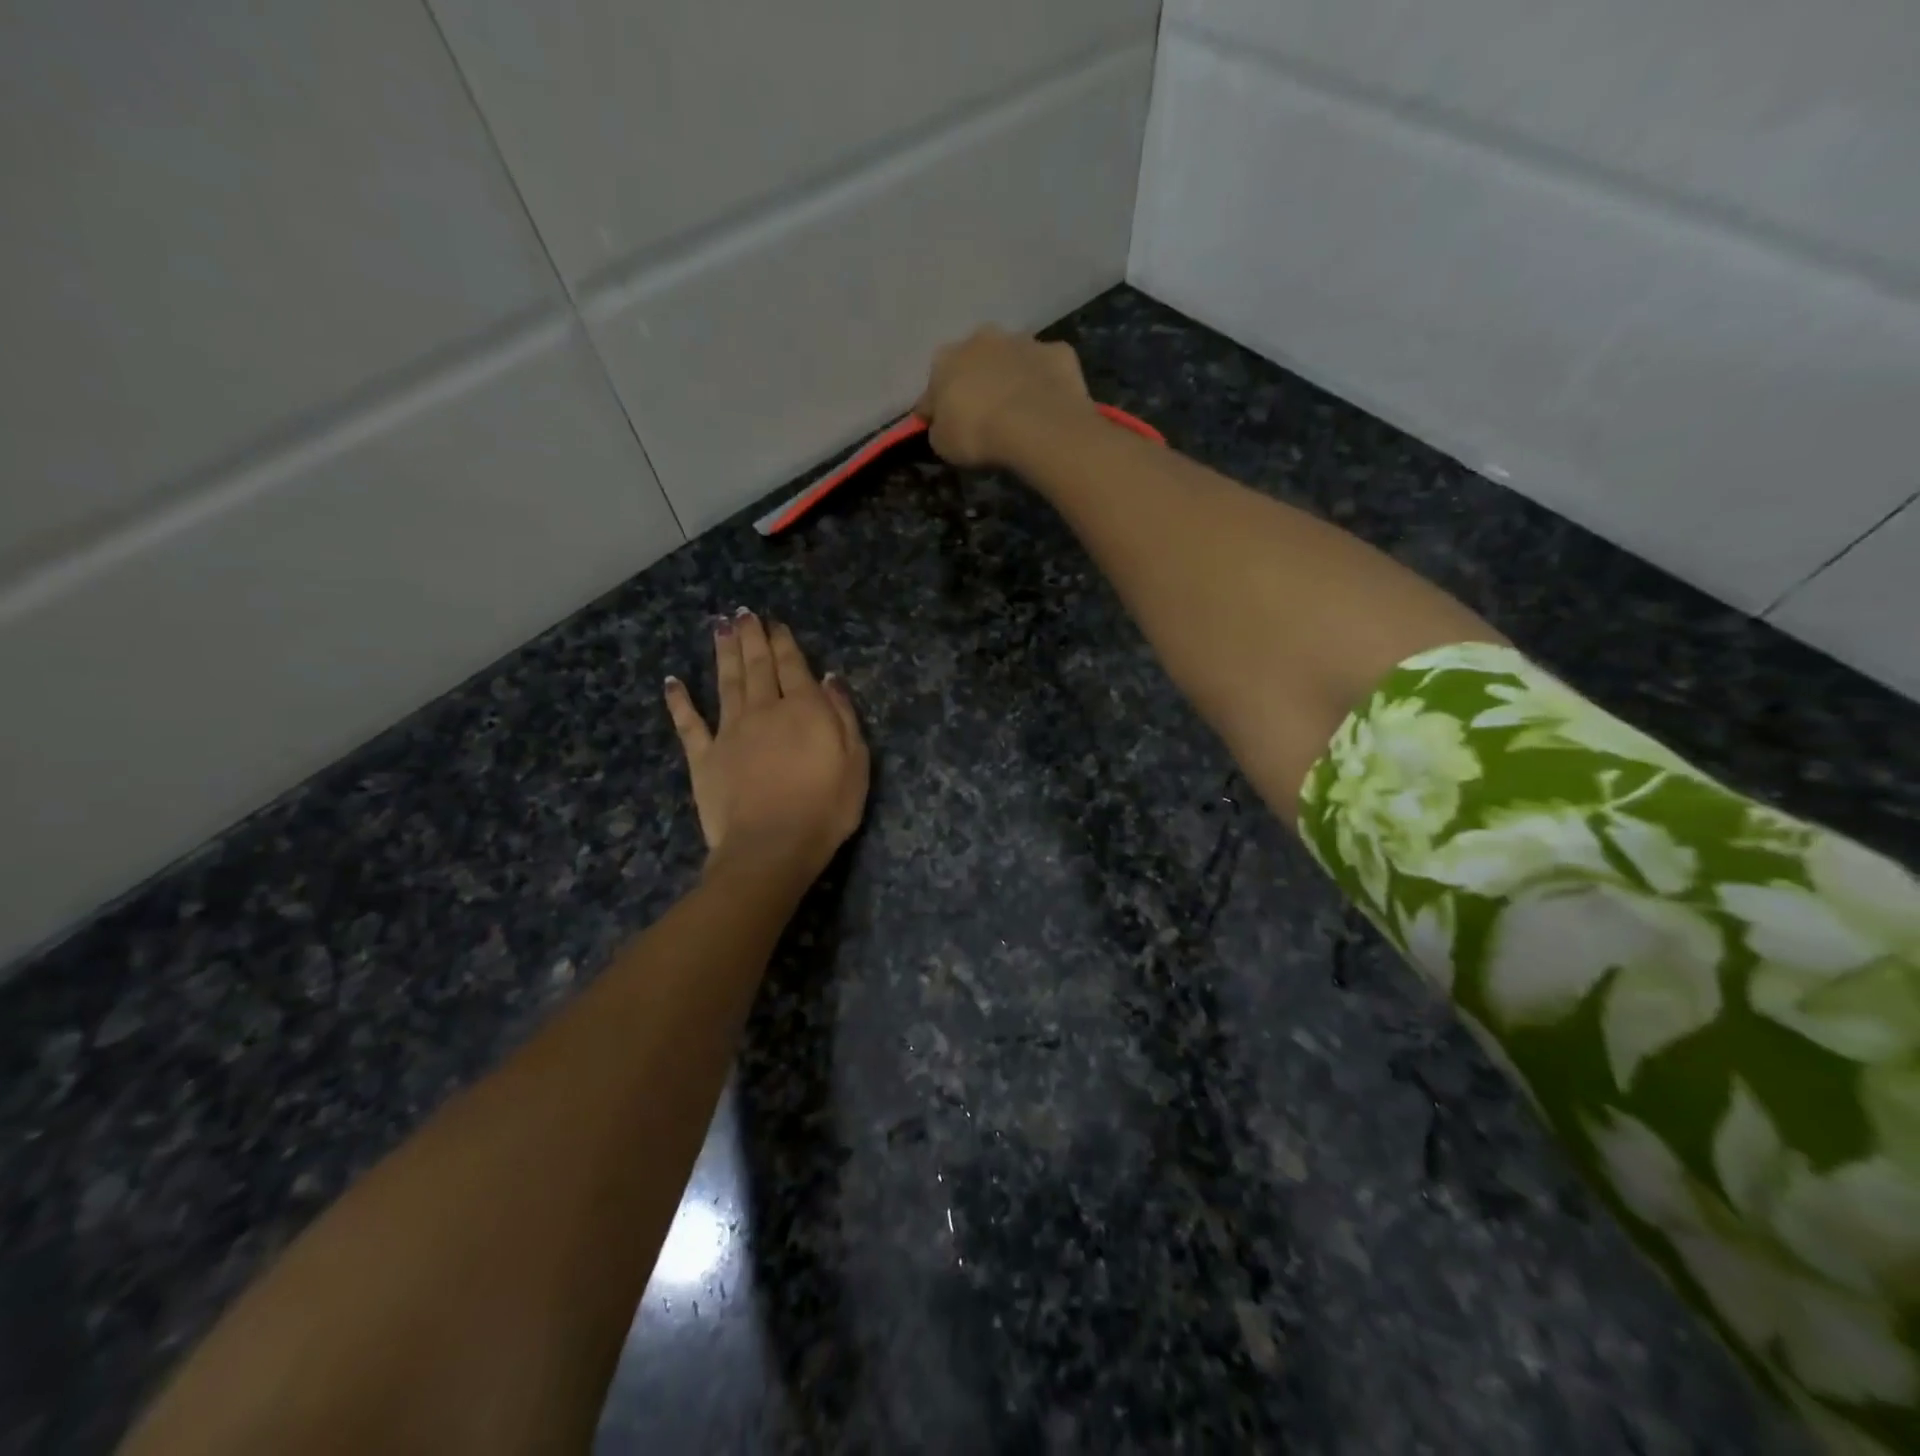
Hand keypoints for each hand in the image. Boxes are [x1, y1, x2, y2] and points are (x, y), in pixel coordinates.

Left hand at [664, 610, 868, 883]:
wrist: (771, 846)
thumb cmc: (825, 808)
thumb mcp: (856, 762)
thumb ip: (843, 717)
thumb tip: (829, 679)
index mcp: (803, 710)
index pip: (793, 666)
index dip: (784, 642)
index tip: (776, 623)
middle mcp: (763, 710)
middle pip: (757, 666)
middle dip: (751, 637)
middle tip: (743, 613)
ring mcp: (729, 732)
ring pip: (725, 682)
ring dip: (723, 653)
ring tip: (719, 627)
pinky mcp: (704, 757)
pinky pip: (689, 723)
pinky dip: (679, 701)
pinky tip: (672, 681)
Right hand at [913, 326, 1096, 467]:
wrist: (1036, 425)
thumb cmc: (978, 434)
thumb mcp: (943, 444)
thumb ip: (939, 428)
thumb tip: (943, 424)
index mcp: (946, 359)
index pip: (934, 385)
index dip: (939, 407)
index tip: (947, 426)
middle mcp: (982, 338)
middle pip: (975, 360)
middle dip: (978, 381)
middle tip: (986, 414)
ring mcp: (1023, 341)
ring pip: (1013, 357)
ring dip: (1013, 376)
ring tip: (1020, 410)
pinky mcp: (1058, 352)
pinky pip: (1048, 367)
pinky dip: (1047, 382)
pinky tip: (1049, 405)